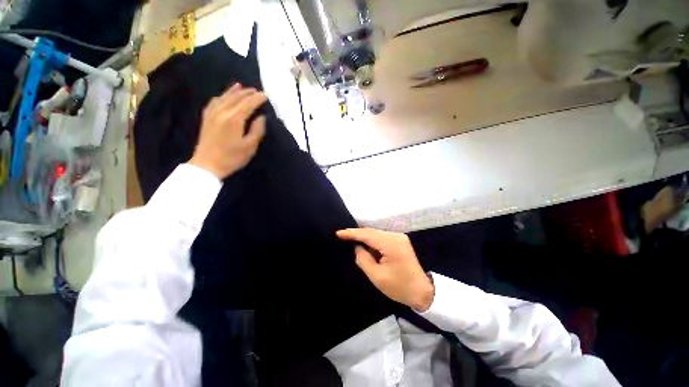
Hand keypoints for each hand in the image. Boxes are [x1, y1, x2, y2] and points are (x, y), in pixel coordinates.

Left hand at [189, 84, 266, 178]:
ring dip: (233, 91)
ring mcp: (212, 114)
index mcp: (234, 119)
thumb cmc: (232, 158)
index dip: (257, 99)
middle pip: (235, 98)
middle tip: (256, 90)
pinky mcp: (206, 118)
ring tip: (240, 86)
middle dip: (247, 93)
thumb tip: (261, 117)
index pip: (248, 104)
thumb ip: (257, 130)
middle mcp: (222, 112)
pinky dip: (220, 97)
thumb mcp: (250, 147)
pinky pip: (213, 102)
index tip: (265, 95)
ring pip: (223, 97)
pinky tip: (222, 96)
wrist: (207, 165)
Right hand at [336, 228, 434, 311]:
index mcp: (391, 244)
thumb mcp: (377, 276)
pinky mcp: (400, 241)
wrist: (423, 292)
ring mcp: (399, 237)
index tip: (338, 233)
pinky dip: (372, 240)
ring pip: (376, 233)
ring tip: (350, 238)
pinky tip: (364, 243)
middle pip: (372, 232)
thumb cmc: (399, 287)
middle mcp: (395, 236)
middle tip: (342, 235)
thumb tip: (357, 247)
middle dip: (356, 233)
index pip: (367, 235)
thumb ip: (363, 259)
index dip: (352, 233)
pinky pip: (381, 237)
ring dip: (364, 237)